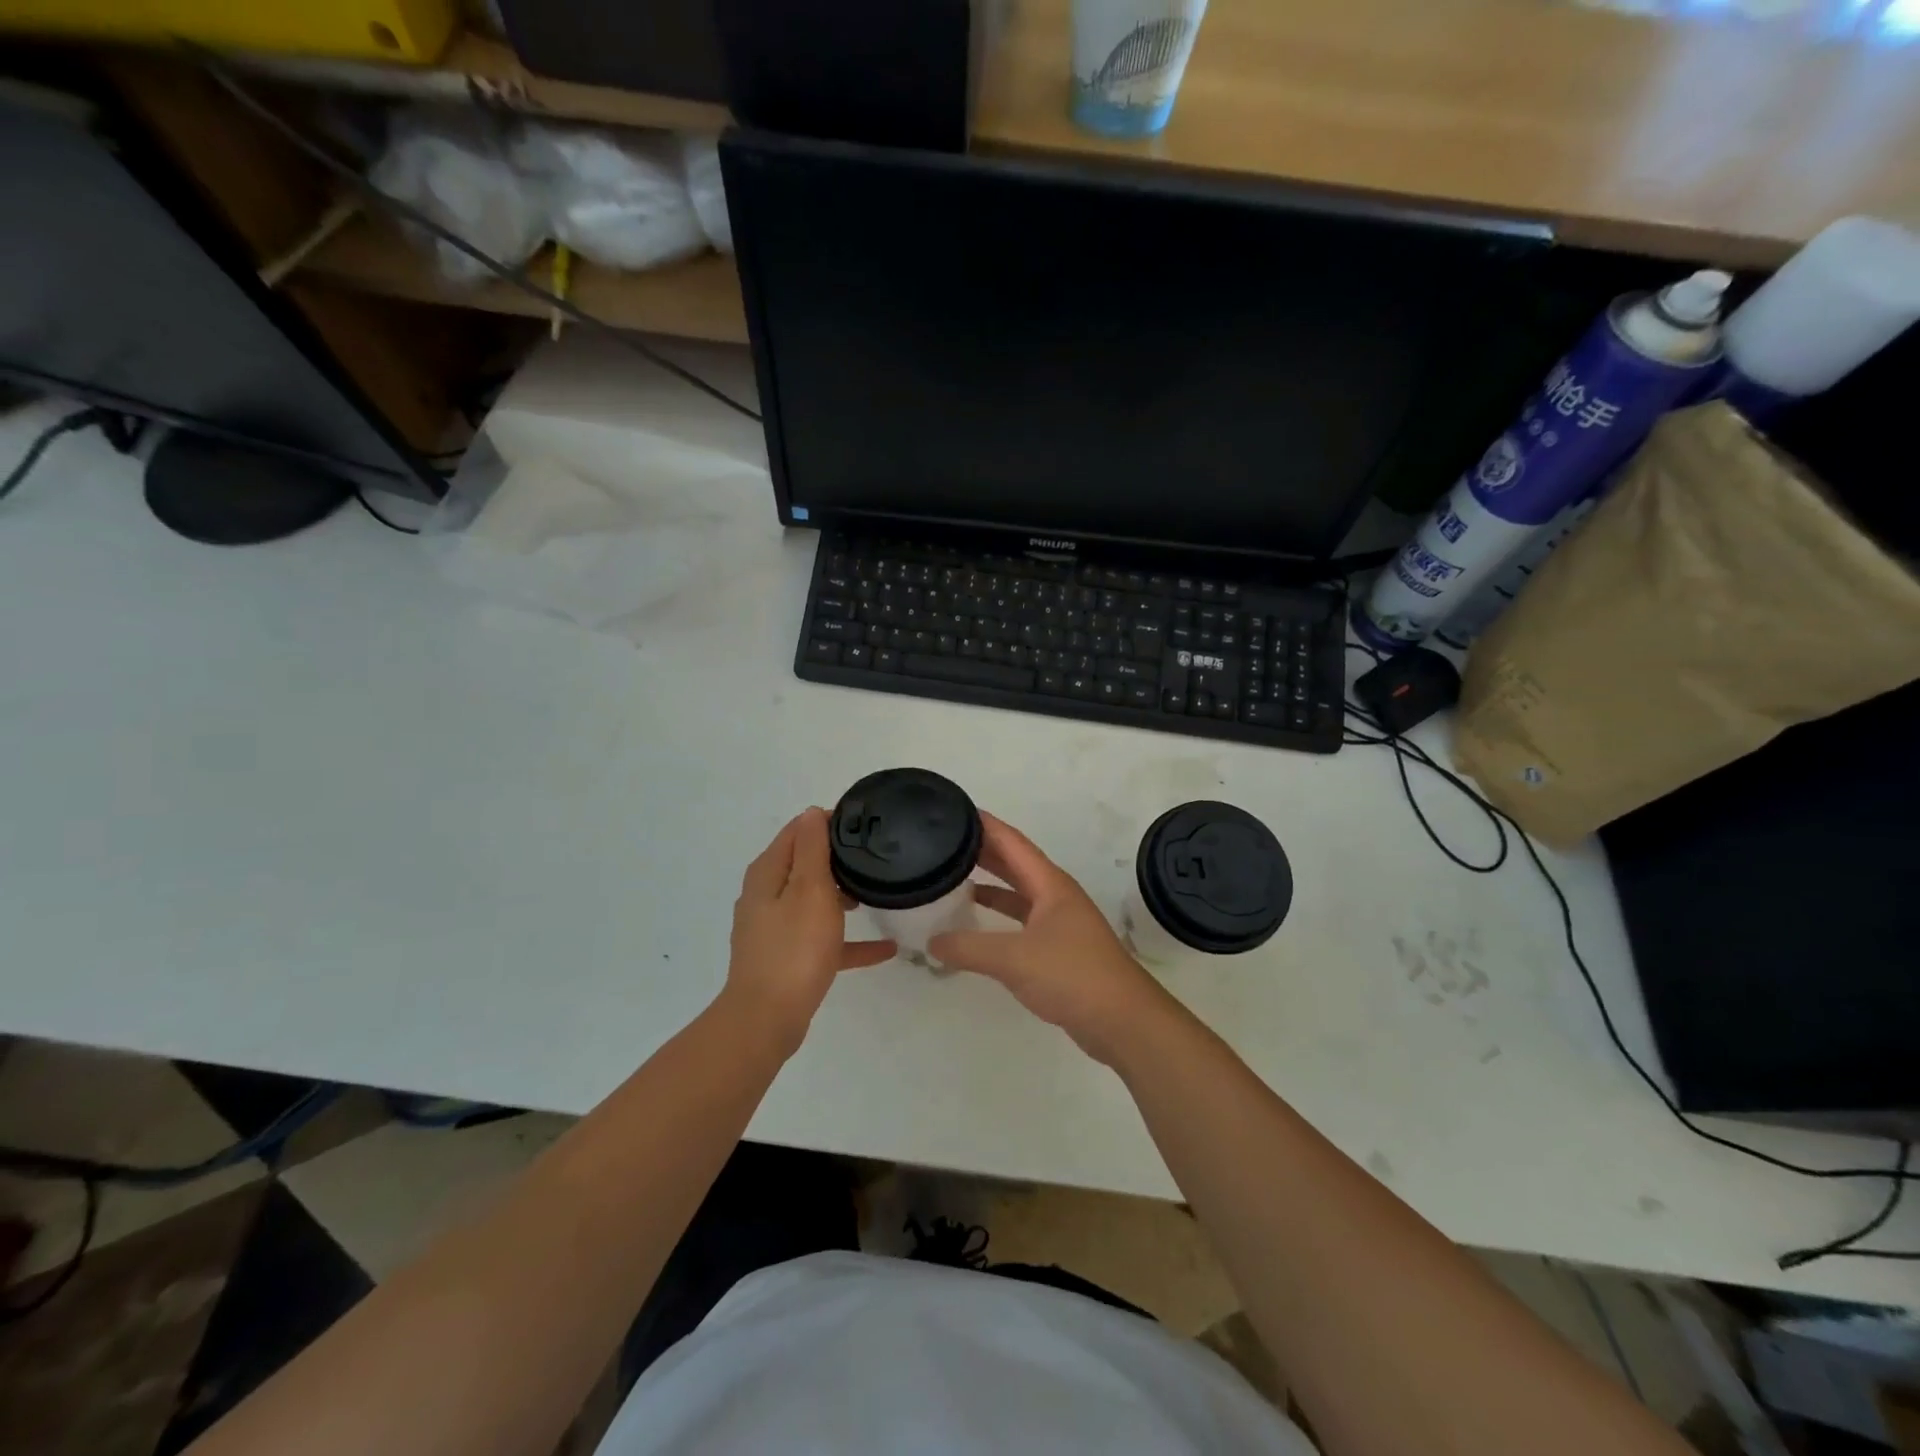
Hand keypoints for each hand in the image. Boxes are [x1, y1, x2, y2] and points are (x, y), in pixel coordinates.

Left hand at [725, 808, 895, 1051]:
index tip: (863, 824)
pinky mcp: (787, 959)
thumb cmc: (794, 947)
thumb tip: (811, 812)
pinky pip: (823, 941)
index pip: (797, 832)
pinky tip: (885, 949)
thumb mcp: (809, 889)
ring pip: (813, 902)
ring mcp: (775, 930)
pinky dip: (848, 940)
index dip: (827, 822)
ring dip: (842, 896)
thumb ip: (812, 849)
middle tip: (877, 856)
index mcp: (768, 874)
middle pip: (805, 865)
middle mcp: (766, 896)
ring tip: (880, 893)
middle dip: (838, 859)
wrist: (767, 1019)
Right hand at [930, 812, 1170, 1064]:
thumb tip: (932, 941)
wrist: (1122, 1022)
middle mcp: (1055, 896)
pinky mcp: (1058, 949)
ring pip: (1017, 893)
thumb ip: (969, 948)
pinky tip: (976, 925)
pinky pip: (1020, 921)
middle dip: (982, 851)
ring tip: (953, 876)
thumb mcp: (1014, 958)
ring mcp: (1059, 923)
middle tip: (944, 842)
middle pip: (1014, 864)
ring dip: (989, 884)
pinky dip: (998, 918)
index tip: (954, 810)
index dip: (985, 825)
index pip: (1012, 842)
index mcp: (1050, 884)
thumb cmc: (1072, 976)